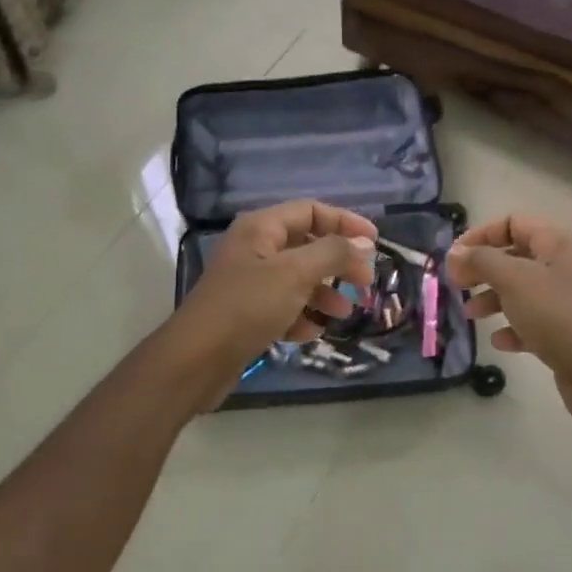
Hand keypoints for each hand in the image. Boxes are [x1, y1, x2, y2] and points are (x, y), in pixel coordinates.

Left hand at [172, 200, 377, 396]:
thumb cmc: (247, 307)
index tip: (375, 242)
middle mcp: (254, 249)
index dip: (345, 222)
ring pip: (298, 279)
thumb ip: (333, 253)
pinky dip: (302, 316)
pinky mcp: (246, 314)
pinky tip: (312, 332)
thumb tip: (363, 243)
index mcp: (261, 228)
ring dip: (324, 293)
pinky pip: (283, 307)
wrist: (196, 360)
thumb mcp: (296, 273)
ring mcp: (249, 283)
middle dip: (338, 262)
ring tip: (344, 312)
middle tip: (365, 282)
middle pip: (306, 245)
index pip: (311, 211)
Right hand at [445, 215, 571, 421]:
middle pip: (514, 256)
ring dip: (492, 299)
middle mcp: (563, 265)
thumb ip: (480, 261)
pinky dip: (512, 327)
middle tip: (457, 285)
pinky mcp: (565, 331)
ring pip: (520, 290)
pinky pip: (531, 321)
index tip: (454, 257)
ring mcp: (565, 299)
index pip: (512, 222)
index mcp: (557, 242)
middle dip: (483, 269)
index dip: (480, 235)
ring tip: (471, 314)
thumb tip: (455, 253)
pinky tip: (500, 341)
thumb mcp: (513, 279)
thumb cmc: (556, 314)